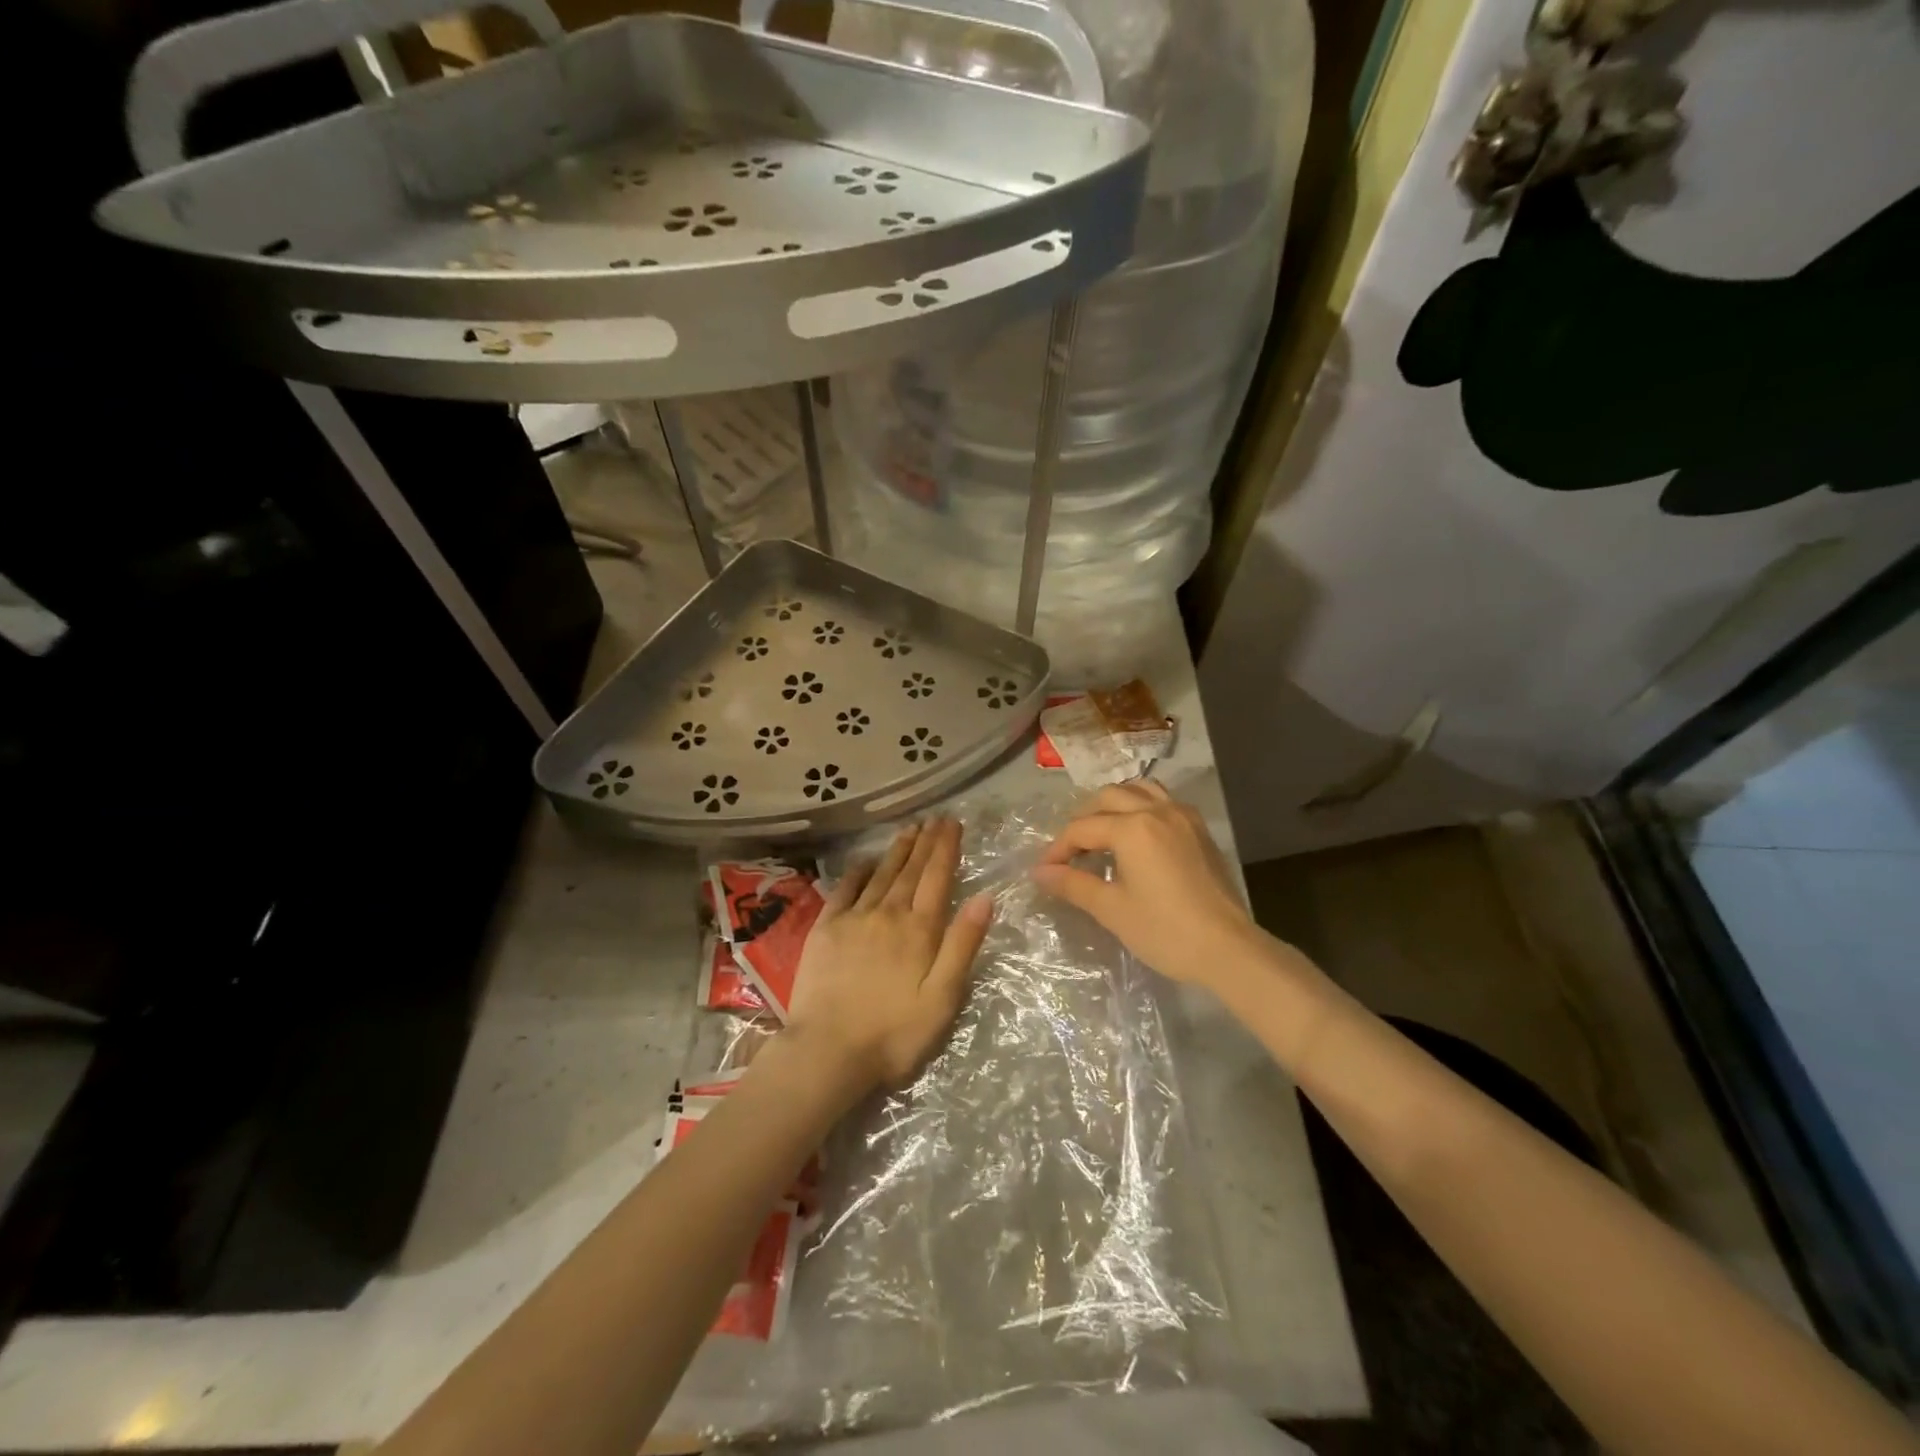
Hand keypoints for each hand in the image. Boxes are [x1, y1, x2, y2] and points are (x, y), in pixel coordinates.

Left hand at [786, 819, 991, 1093]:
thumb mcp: (942, 998)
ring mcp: (853, 918)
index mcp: (920, 930)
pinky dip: (858, 871)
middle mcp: (888, 913)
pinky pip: (844, 889)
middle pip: (911, 870)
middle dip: (925, 842)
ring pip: (881, 874)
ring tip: (909, 829)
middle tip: (935, 818)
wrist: (827, 1051)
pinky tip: (866, 861)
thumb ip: (963, 945)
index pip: (938, 877)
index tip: (952, 823)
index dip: (946, 848)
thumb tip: (985, 898)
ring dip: (897, 850)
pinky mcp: (825, 929)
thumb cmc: (894, 1033)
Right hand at [1032, 782, 1266, 990]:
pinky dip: (1142, 807)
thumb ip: (1073, 884)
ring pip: (1138, 790)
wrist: (1228, 948)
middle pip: (1108, 798)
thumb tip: (1040, 872)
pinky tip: (1137, 836)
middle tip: (1072, 852)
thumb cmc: (1165, 930)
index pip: (1082, 828)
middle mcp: (1157, 810)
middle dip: (1083, 820)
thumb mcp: (1112, 909)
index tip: (1045, 871)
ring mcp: (1182, 815)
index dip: (1058, 849)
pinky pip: (1163, 801)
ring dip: (1114, 805)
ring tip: (1103, 834)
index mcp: (1132, 828)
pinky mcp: (1199, 829)